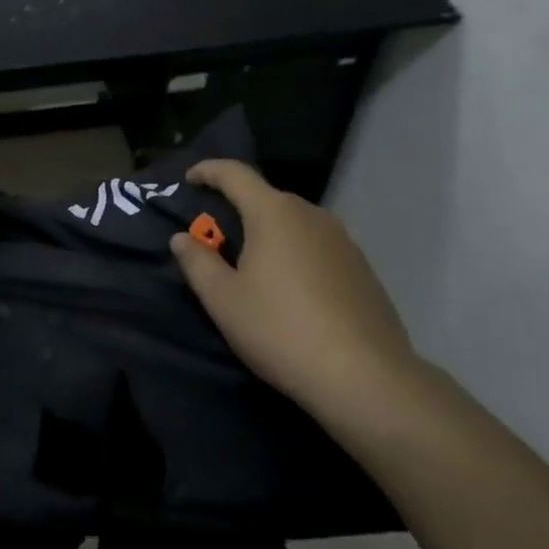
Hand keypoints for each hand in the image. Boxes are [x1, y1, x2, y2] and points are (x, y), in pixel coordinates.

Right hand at [169, 160, 414, 422]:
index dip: (208, 170)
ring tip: (253, 266)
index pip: (235, 173)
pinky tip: (292, 291)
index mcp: (273, 212)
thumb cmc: (281, 330)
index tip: (189, 179)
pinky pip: (317, 247)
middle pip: (266, 198)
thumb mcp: (224, 300)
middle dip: (238, 209)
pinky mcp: (362, 268)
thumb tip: (182, 238)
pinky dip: (296, 255)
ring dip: (269, 234)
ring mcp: (343, 240)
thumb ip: (197, 262)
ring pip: (295, 223)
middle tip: (216, 237)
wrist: (366, 378)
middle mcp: (311, 214)